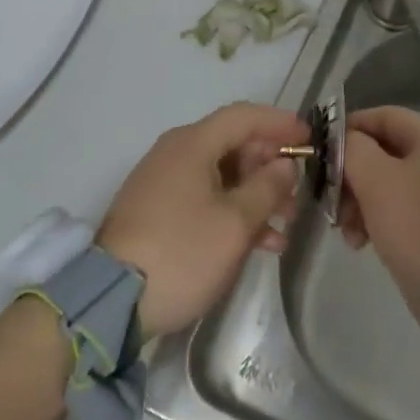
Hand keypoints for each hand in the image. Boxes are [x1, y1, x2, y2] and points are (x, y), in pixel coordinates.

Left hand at [98, 102, 305, 342]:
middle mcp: (175, 154)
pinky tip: (260, 243)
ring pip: (222, 176)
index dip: (280, 123)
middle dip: (270, 166)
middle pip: (233, 145)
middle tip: (299, 191)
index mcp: (192, 144)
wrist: (110, 303)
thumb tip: (283, 165)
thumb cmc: (181, 252)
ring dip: (256, 195)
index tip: (309, 138)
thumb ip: (267, 188)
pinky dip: (233, 213)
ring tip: (285, 223)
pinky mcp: (157, 214)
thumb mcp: (235, 222)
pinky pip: (204, 199)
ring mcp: (163, 184)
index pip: (244, 116)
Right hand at [339, 106, 419, 323]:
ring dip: (358, 201)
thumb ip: (354, 149)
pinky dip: (374, 220)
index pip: (384, 116)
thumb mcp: (377, 179)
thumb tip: (344, 140)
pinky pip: (397, 210)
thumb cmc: (418, 223)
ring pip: (385, 184)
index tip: (322, 149)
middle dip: (351, 174)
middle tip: (331, 199)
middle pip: (382, 152)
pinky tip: (360, 242)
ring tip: (345, 230)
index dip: (350, 127)